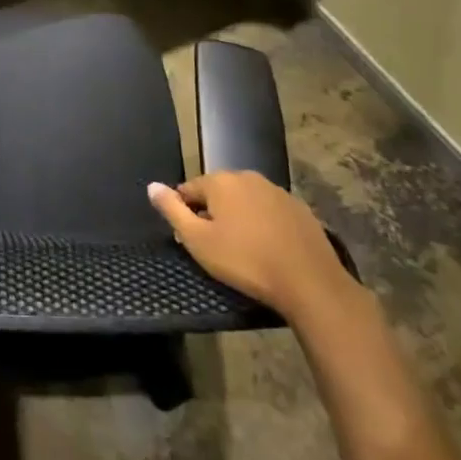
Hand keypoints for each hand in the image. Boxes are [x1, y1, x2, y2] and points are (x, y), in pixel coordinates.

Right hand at [147, 171, 352, 321]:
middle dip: (212, 213)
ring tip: (242, 250)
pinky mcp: (300, 209)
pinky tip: (267, 248)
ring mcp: (277, 191)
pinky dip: (263, 224)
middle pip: (218, 192)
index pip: (189, 189)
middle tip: (215, 246)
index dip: (185, 213)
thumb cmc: (245, 261)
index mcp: (221, 181)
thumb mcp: (198, 241)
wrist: (309, 282)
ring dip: (238, 218)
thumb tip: (152, 186)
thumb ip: (172, 210)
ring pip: (245, 201)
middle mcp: (248, 177)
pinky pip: (269, 212)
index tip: (191, 239)